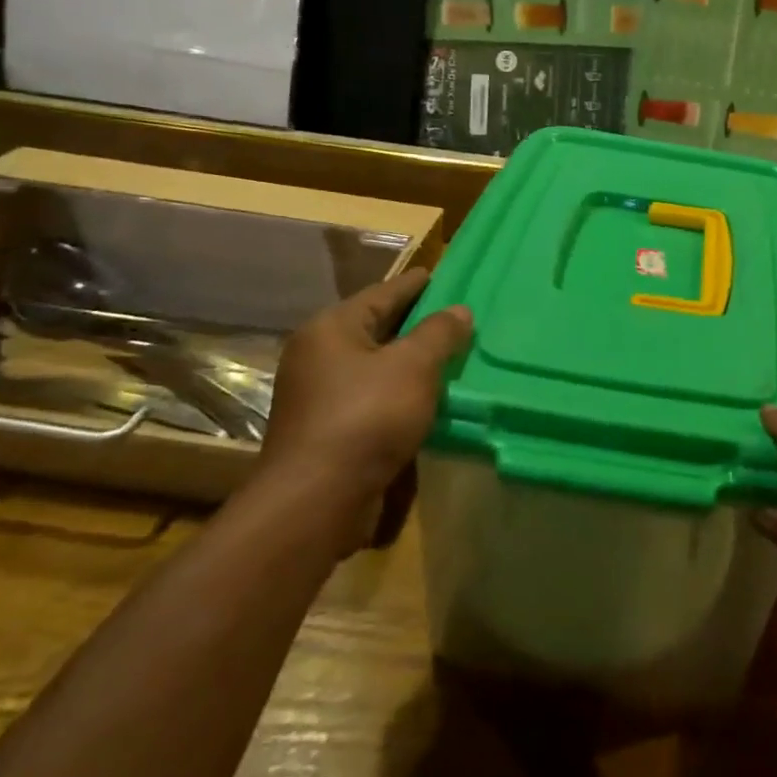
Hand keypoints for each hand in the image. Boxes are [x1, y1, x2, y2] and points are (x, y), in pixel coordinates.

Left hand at [259, 268, 471, 514]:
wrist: (316, 500)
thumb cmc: (366, 417)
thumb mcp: (413, 366)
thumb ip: (439, 333)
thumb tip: (459, 310)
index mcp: (331, 329)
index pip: (383, 293)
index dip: (415, 284)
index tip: (441, 276)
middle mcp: (318, 356)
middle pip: (377, 329)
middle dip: (416, 325)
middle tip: (455, 318)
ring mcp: (319, 396)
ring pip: (375, 367)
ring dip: (409, 363)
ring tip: (449, 358)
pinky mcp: (327, 432)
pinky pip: (372, 399)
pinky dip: (399, 394)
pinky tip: (428, 400)